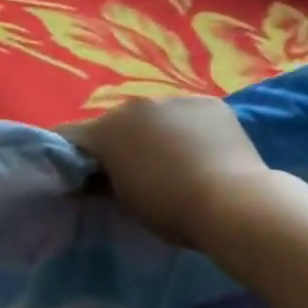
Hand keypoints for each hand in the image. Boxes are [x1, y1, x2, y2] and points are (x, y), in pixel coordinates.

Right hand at [63, 96, 270, 249]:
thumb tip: (91, 178)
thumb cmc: (171, 208)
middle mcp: (134, 105)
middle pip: (116, 122)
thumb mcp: (125, 202)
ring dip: (154, 132)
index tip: (79, 172)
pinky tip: (202, 150)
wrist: (236, 203)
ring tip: (173, 159)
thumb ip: (102, 182)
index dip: (72, 154)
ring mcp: (173, 99)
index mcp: (106, 130)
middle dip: (119, 141)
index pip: (72, 136)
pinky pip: (188, 114)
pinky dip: (188, 128)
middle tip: (132, 168)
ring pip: (154, 115)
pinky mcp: (209, 102)